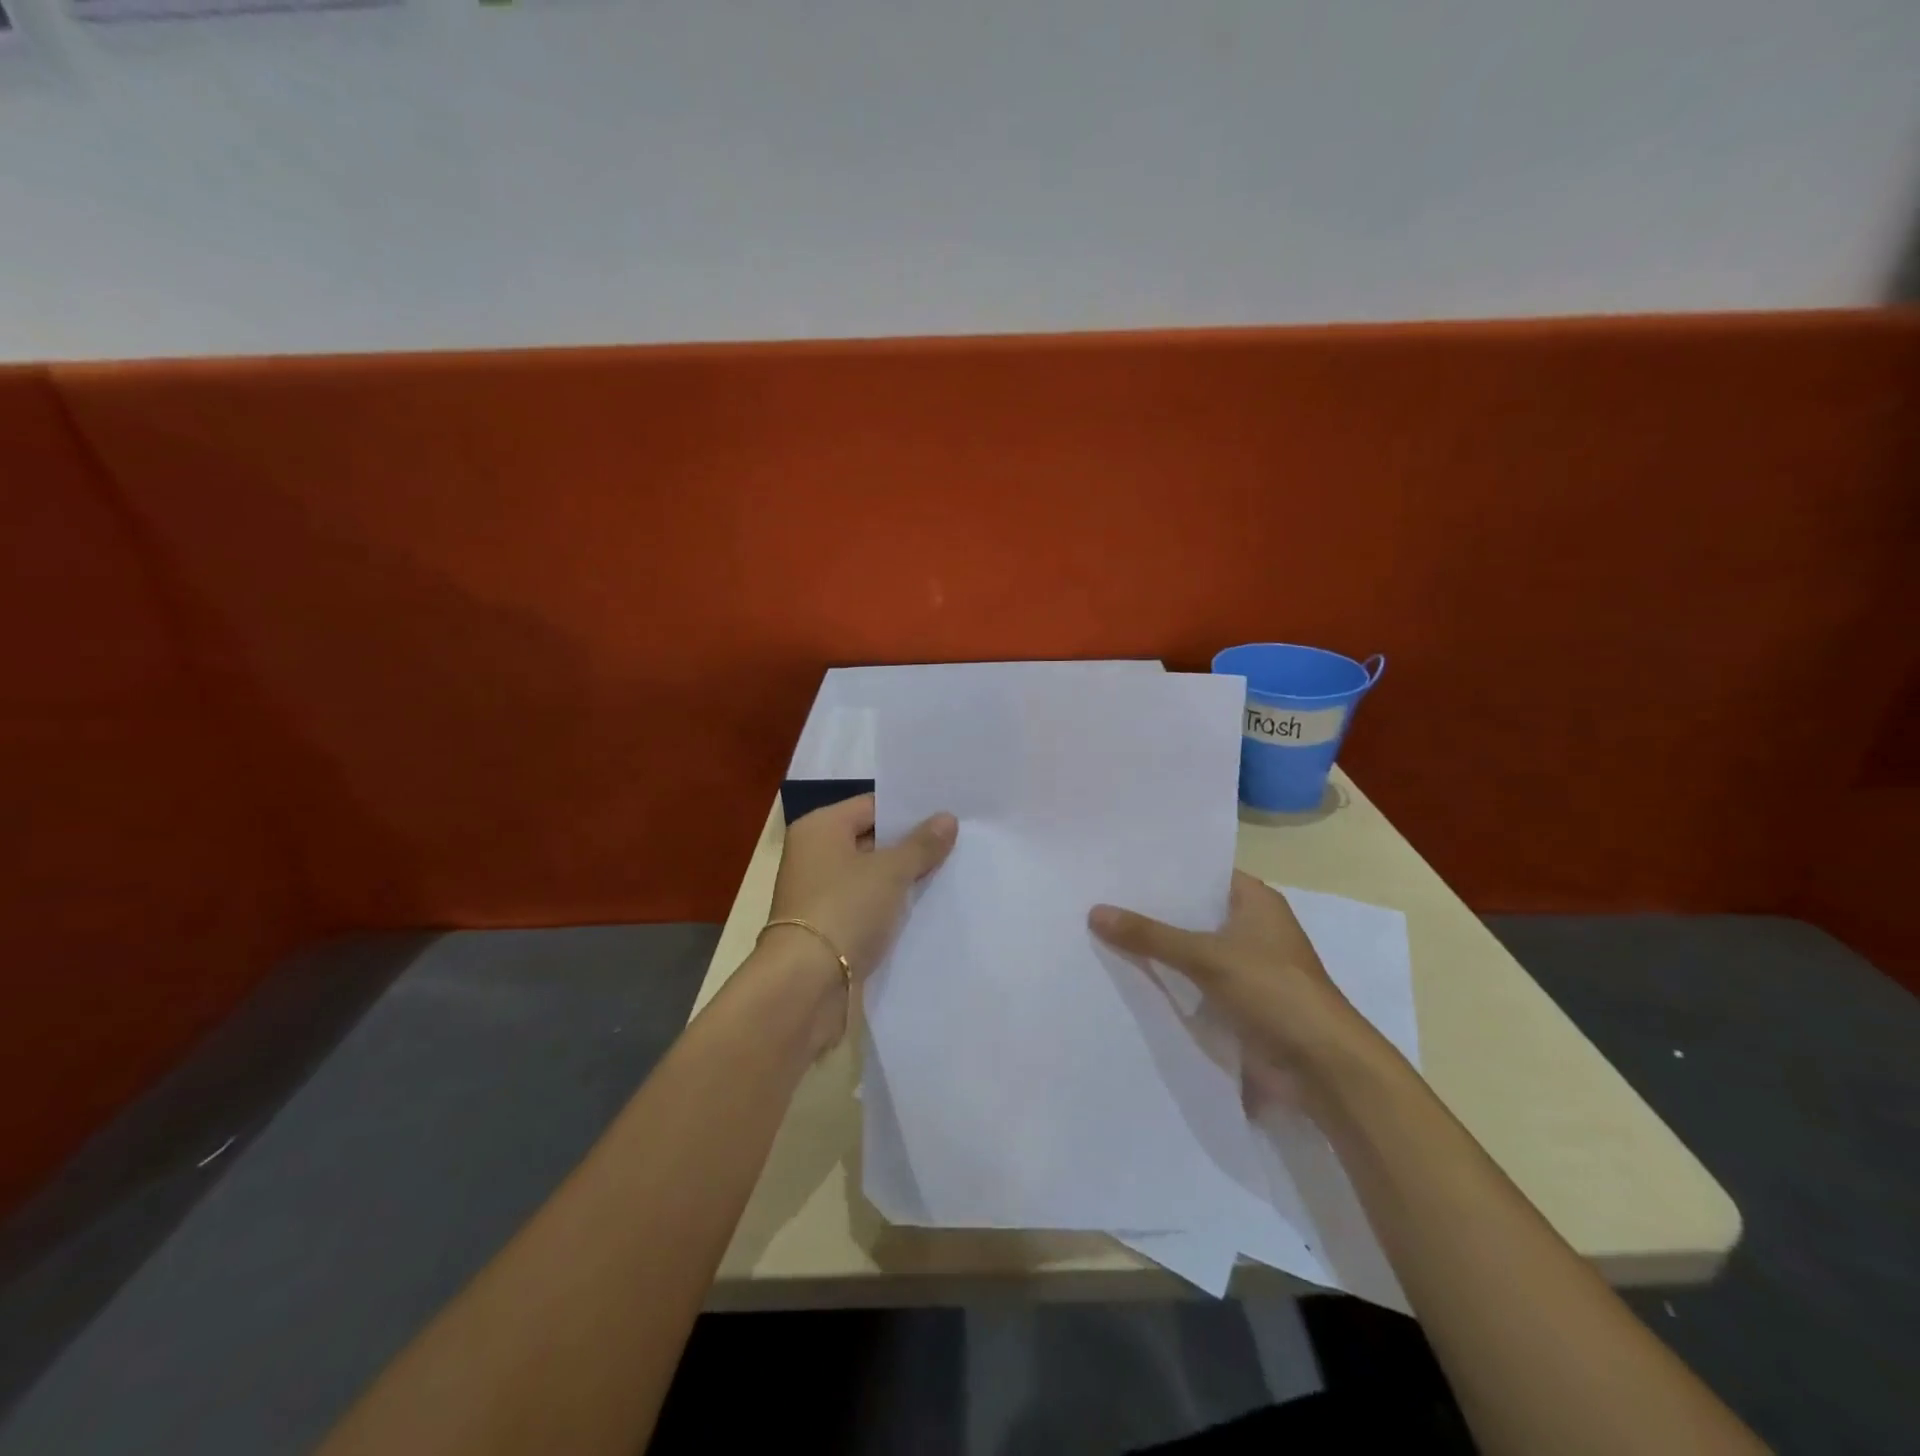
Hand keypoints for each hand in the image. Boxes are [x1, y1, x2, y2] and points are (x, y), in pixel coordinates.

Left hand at [766, 794, 957, 982]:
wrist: (805, 985)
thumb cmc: (845, 909)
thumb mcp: (890, 871)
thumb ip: (921, 844)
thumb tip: (948, 818)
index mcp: (819, 828)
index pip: (872, 805)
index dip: (909, 810)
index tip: (948, 813)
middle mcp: (814, 854)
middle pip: (871, 839)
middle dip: (910, 844)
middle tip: (958, 841)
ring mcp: (819, 892)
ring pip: (870, 875)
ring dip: (903, 877)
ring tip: (950, 871)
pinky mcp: (828, 926)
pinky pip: (866, 904)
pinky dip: (890, 905)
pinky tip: (925, 906)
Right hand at [1088, 871, 1387, 1107]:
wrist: (1323, 1068)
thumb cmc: (1273, 991)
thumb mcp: (1206, 956)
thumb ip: (1150, 936)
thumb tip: (1095, 912)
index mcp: (1256, 901)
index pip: (1202, 872)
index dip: (1165, 870)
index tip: (1119, 865)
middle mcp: (1252, 927)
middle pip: (1193, 911)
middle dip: (1152, 910)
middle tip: (1098, 897)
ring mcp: (1246, 966)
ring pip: (1191, 948)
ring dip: (1158, 947)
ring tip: (1101, 931)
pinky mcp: (1239, 1002)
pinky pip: (1195, 981)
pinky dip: (1169, 979)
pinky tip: (1127, 974)